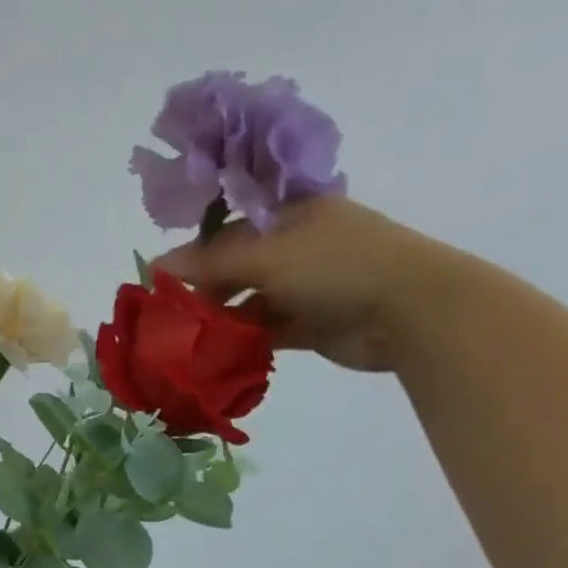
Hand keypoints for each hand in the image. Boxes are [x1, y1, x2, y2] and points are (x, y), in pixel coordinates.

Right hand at [154, 196, 468, 373]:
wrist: (411, 311)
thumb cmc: (337, 266)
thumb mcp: (267, 255)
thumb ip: (210, 261)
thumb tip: (155, 264)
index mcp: (290, 214)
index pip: (229, 227)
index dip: (194, 250)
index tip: (160, 278)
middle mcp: (297, 246)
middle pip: (236, 266)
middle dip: (204, 289)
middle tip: (170, 314)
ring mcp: (305, 285)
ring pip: (248, 300)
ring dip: (221, 318)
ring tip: (187, 339)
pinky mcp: (310, 323)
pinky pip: (265, 329)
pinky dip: (243, 340)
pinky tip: (215, 353)